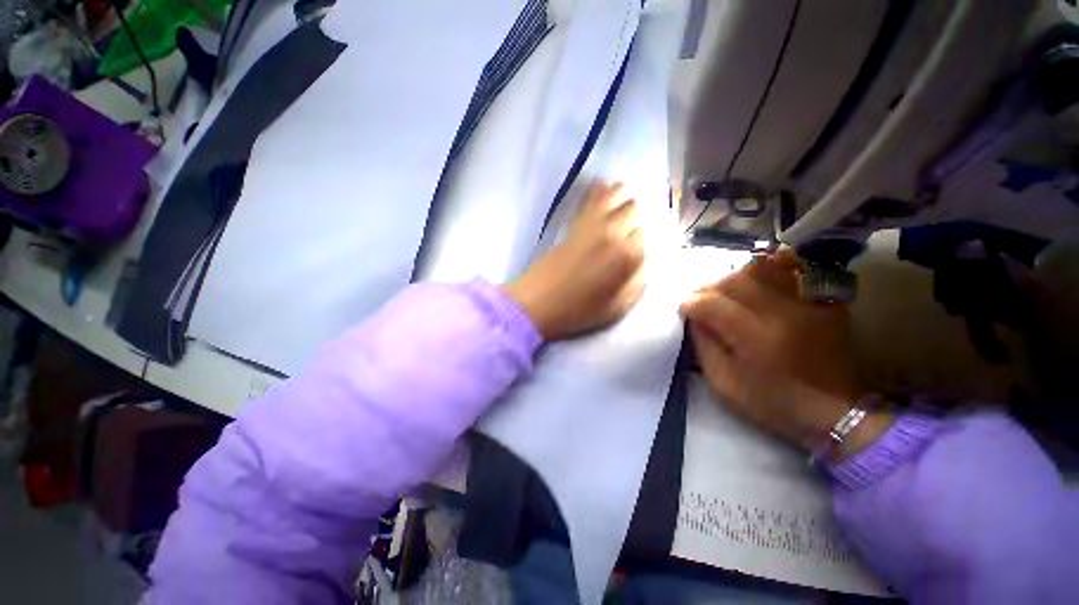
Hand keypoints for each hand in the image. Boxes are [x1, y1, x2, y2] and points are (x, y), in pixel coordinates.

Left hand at [505, 181, 644, 339]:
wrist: (537, 302)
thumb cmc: (577, 311)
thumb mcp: (616, 308)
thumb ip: (638, 283)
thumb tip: (644, 264)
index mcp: (627, 256)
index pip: (646, 234)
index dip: (641, 240)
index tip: (633, 250)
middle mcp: (613, 232)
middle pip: (635, 208)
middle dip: (636, 216)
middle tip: (629, 229)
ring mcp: (591, 224)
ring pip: (616, 194)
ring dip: (623, 196)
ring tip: (621, 203)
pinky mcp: (573, 223)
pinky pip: (589, 199)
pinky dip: (598, 189)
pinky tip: (601, 183)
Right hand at [680, 252, 889, 456]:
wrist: (836, 411)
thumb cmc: (773, 403)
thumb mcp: (723, 384)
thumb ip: (703, 347)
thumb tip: (694, 317)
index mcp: (755, 339)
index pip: (711, 304)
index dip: (691, 304)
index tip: (686, 312)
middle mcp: (781, 313)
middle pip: (733, 281)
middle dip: (708, 289)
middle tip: (703, 302)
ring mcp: (806, 303)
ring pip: (760, 269)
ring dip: (735, 278)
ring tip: (728, 293)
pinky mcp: (822, 300)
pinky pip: (793, 269)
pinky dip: (770, 267)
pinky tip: (759, 280)